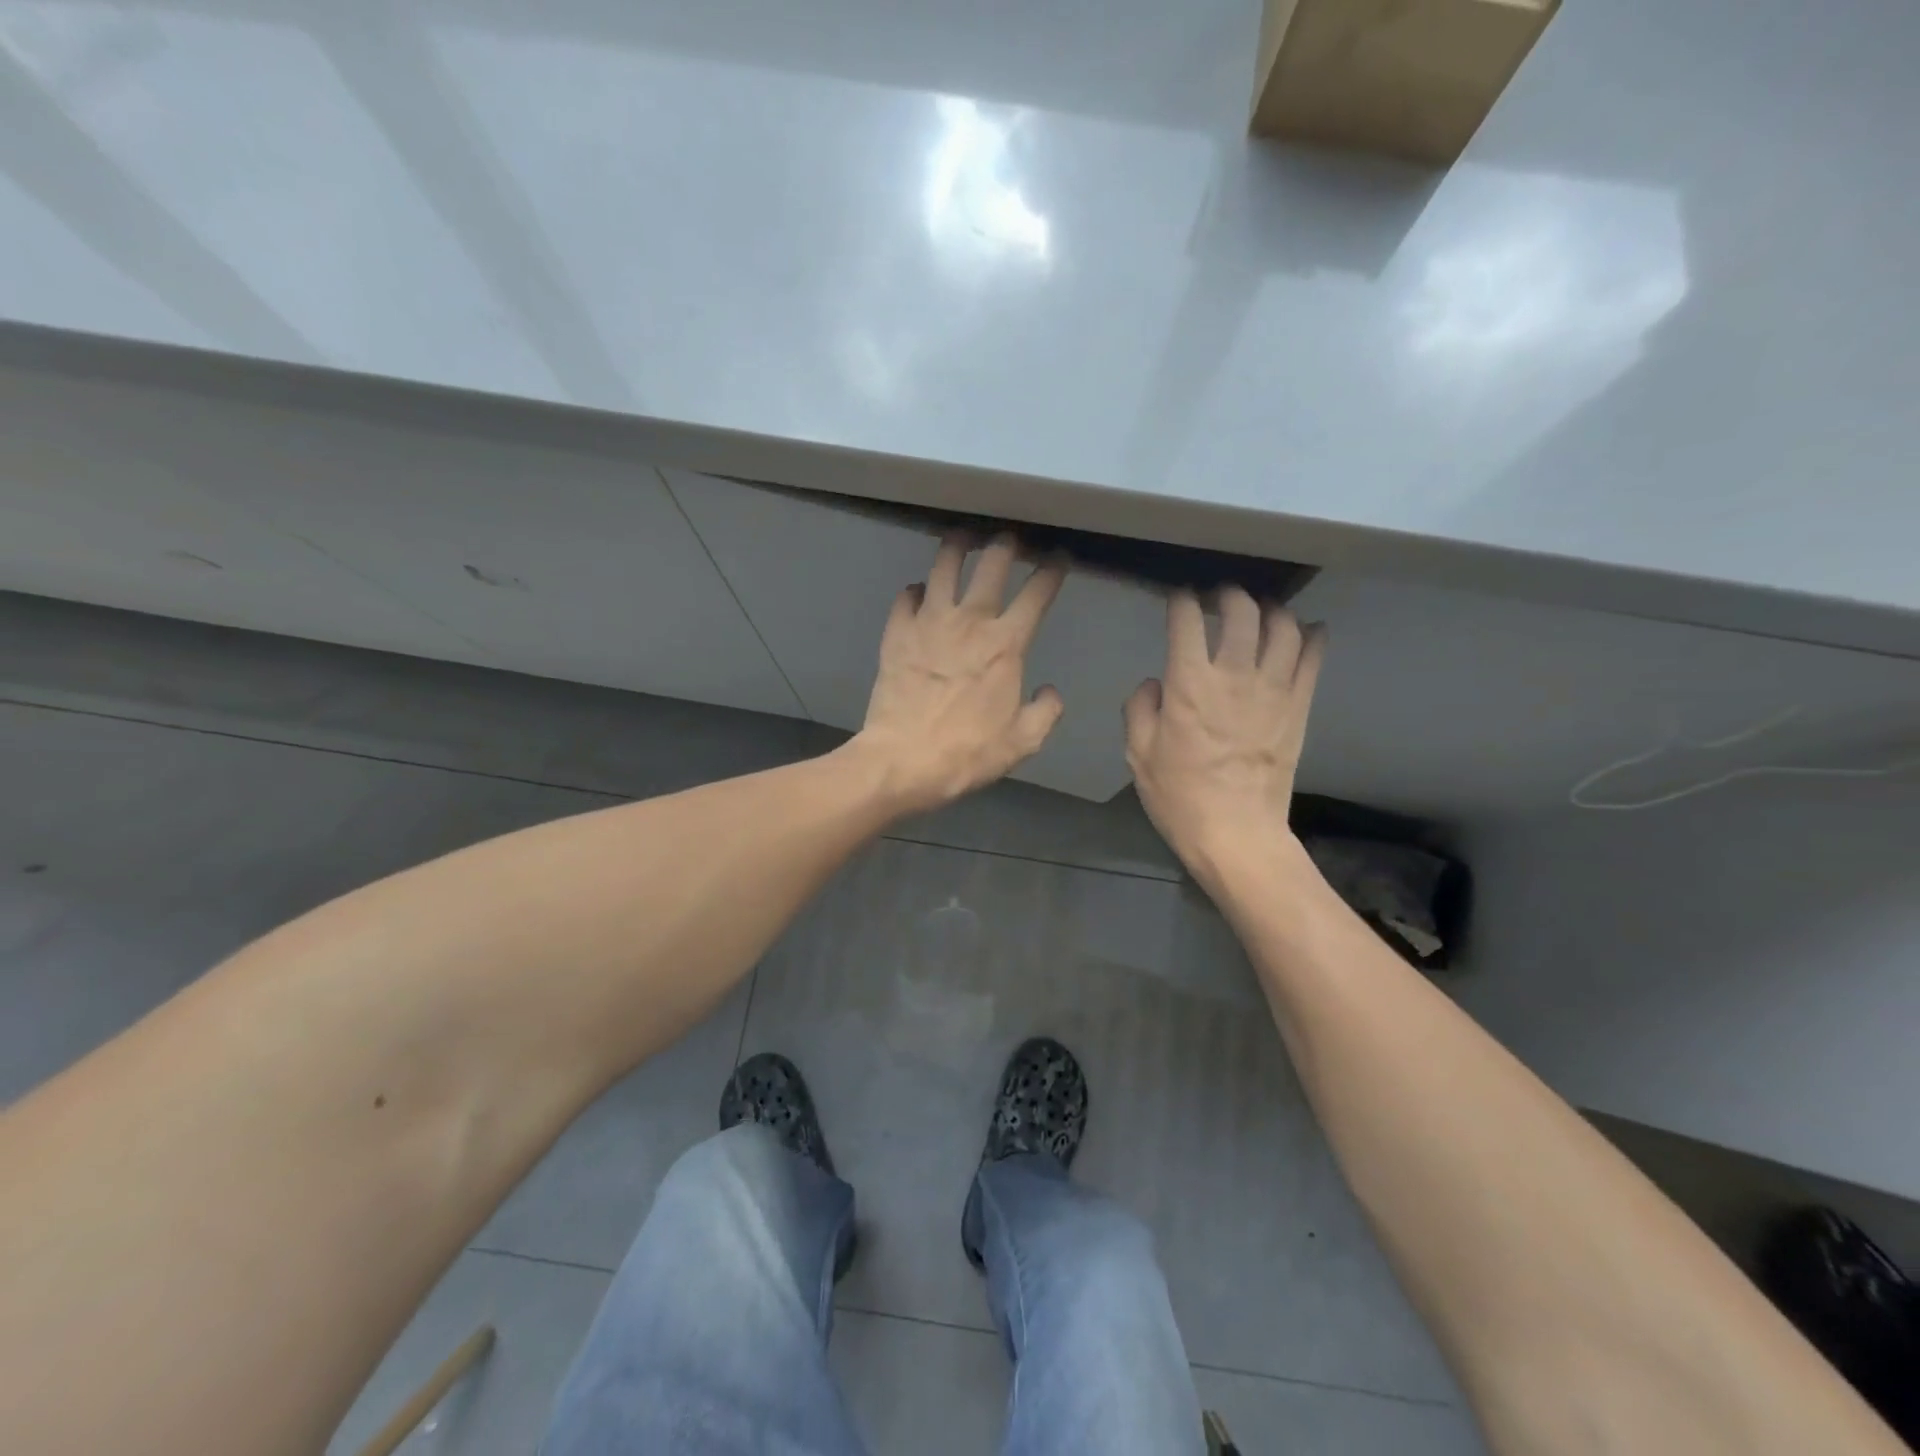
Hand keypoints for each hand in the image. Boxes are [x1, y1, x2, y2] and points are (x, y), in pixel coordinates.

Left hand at [853, 534, 1065, 814]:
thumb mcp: (1022, 742)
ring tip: (962, 539)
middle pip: (991, 563)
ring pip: (944, 565)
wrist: (902, 760)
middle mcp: (969, 621)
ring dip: (957, 547)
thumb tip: (1049, 691)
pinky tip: (921, 594)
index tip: (1058, 559)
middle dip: (1006, 543)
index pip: (1037, 593)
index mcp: (1005, 644)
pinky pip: (907, 596)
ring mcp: (928, 622)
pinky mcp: (896, 633)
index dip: (1052, 570)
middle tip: (1010, 539)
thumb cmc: (967, 753)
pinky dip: (917, 590)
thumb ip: (1045, 712)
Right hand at [1124, 586, 1326, 883]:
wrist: (1236, 833)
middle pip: (1241, 612)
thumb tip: (1155, 683)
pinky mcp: (1300, 707)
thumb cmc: (1179, 796)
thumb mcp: (1138, 754)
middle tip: (1220, 598)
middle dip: (1228, 595)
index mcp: (1189, 684)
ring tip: (1260, 612)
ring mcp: (1274, 689)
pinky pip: (1313, 658)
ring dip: (1270, 610)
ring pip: (1283, 627)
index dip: (1181, 601)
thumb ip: (1140, 709)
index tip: (1178, 599)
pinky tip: (1306, 630)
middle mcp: (1235, 675)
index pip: (1186, 620)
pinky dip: (1312, 635)